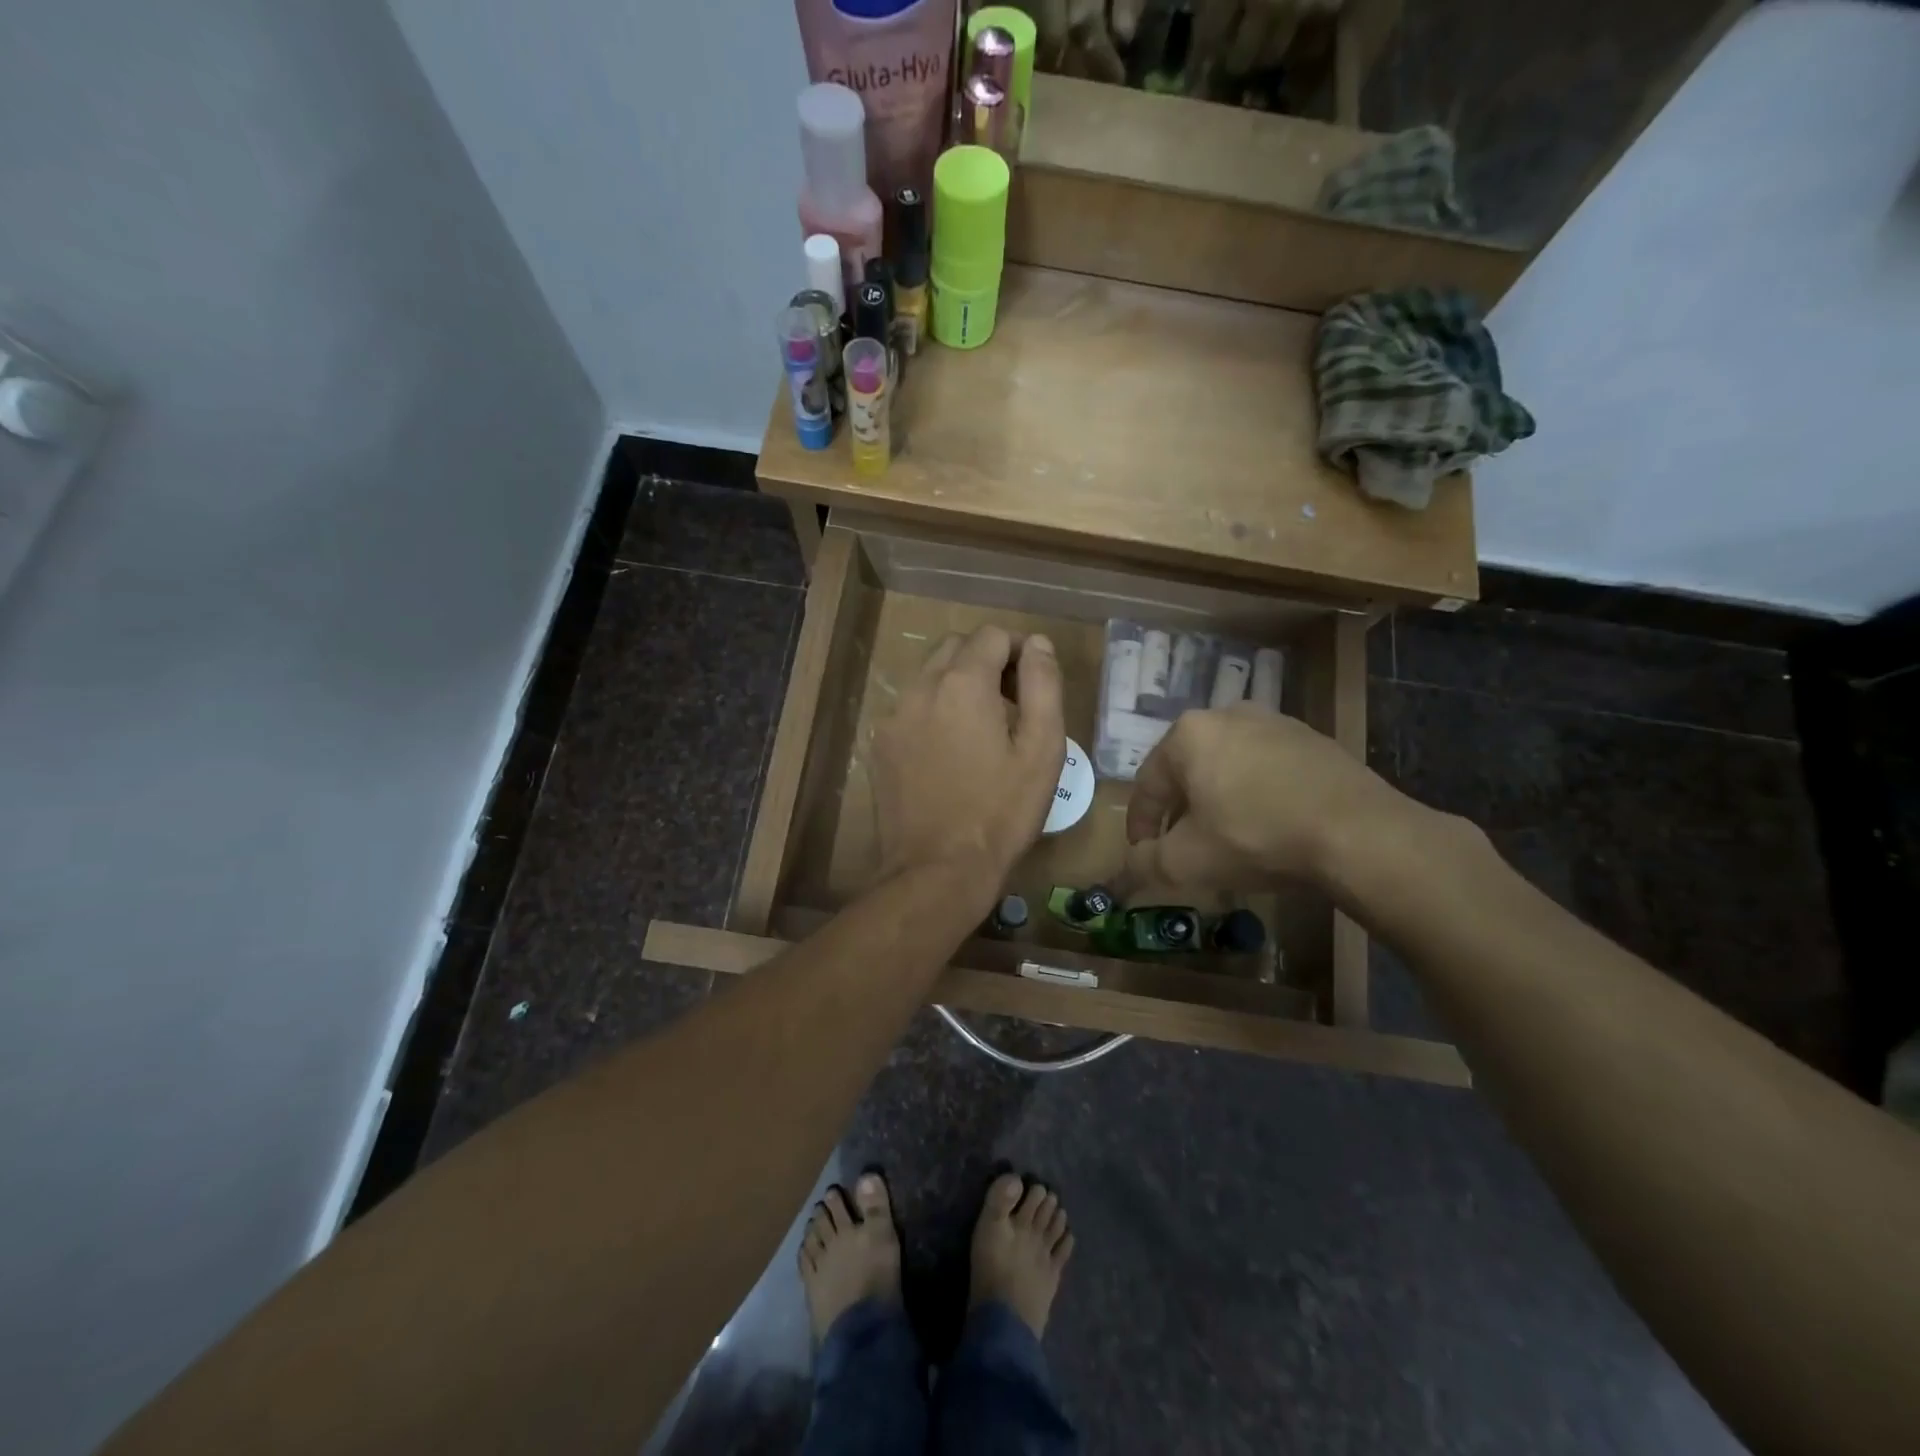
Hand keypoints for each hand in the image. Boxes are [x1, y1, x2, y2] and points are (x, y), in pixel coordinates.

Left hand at [872, 626, 1065, 898]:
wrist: (937, 870)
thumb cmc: (1001, 812)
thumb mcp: (1043, 749)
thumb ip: (1043, 685)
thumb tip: (1037, 643)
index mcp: (963, 683)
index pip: (992, 636)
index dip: (1020, 651)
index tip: (1033, 685)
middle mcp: (920, 687)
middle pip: (955, 647)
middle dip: (986, 662)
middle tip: (1011, 704)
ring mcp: (893, 716)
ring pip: (929, 675)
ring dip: (958, 685)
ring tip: (981, 730)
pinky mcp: (880, 744)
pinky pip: (911, 708)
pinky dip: (933, 711)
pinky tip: (949, 752)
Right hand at [1122, 704, 1415, 892]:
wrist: (1360, 833)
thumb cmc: (1257, 838)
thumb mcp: (1187, 862)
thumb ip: (1145, 864)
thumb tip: (1126, 871)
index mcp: (1188, 734)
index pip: (1148, 784)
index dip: (1140, 825)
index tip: (1142, 854)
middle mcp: (1227, 715)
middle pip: (1187, 770)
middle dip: (1180, 810)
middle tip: (1181, 845)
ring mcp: (1275, 722)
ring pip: (1228, 766)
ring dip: (1218, 799)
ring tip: (1225, 836)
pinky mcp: (1313, 739)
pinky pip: (1267, 768)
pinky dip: (1256, 794)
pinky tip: (1268, 824)